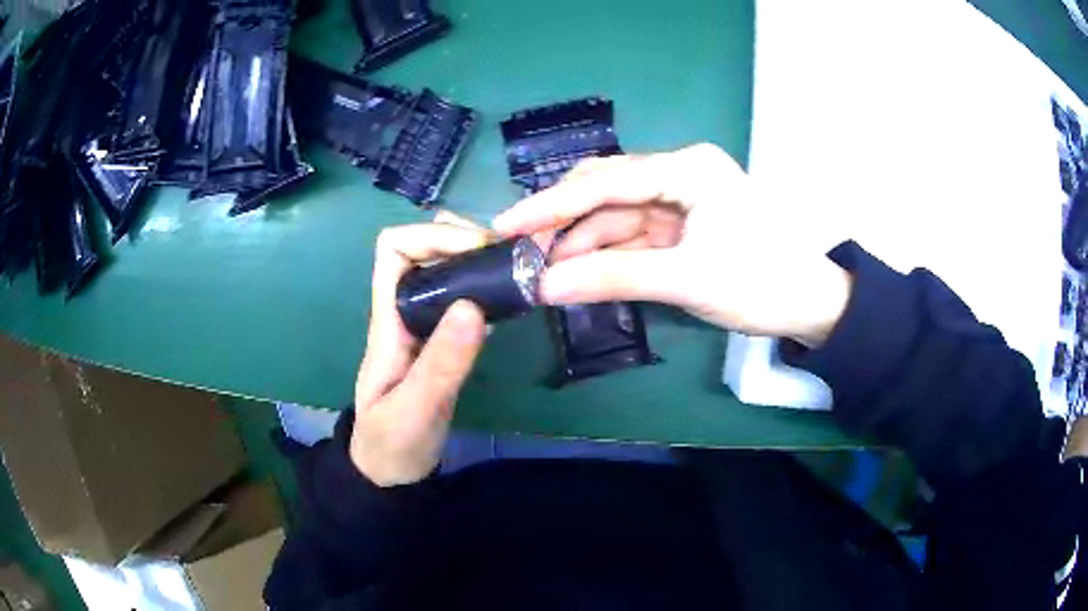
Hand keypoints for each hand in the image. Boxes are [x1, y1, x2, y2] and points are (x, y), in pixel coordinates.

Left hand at [352, 215, 489, 486]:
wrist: (389, 471)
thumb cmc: (392, 443)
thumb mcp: (415, 410)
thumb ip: (441, 364)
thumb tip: (474, 306)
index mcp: (388, 320)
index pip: (394, 249)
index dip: (433, 236)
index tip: (477, 251)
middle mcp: (404, 311)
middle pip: (423, 248)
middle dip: (462, 239)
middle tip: (508, 257)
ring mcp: (424, 325)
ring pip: (444, 269)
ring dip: (477, 260)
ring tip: (517, 271)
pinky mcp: (442, 341)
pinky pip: (461, 297)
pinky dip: (485, 287)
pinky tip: (511, 300)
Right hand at [493, 143, 851, 346]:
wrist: (812, 305)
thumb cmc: (762, 282)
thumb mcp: (687, 279)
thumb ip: (614, 278)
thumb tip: (545, 287)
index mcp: (688, 168)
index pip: (607, 181)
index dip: (551, 205)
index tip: (505, 226)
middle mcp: (680, 174)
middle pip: (606, 192)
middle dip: (561, 223)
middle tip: (516, 252)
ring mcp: (680, 201)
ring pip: (615, 217)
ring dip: (580, 244)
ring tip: (540, 272)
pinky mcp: (682, 227)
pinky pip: (632, 236)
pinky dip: (604, 256)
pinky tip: (575, 273)